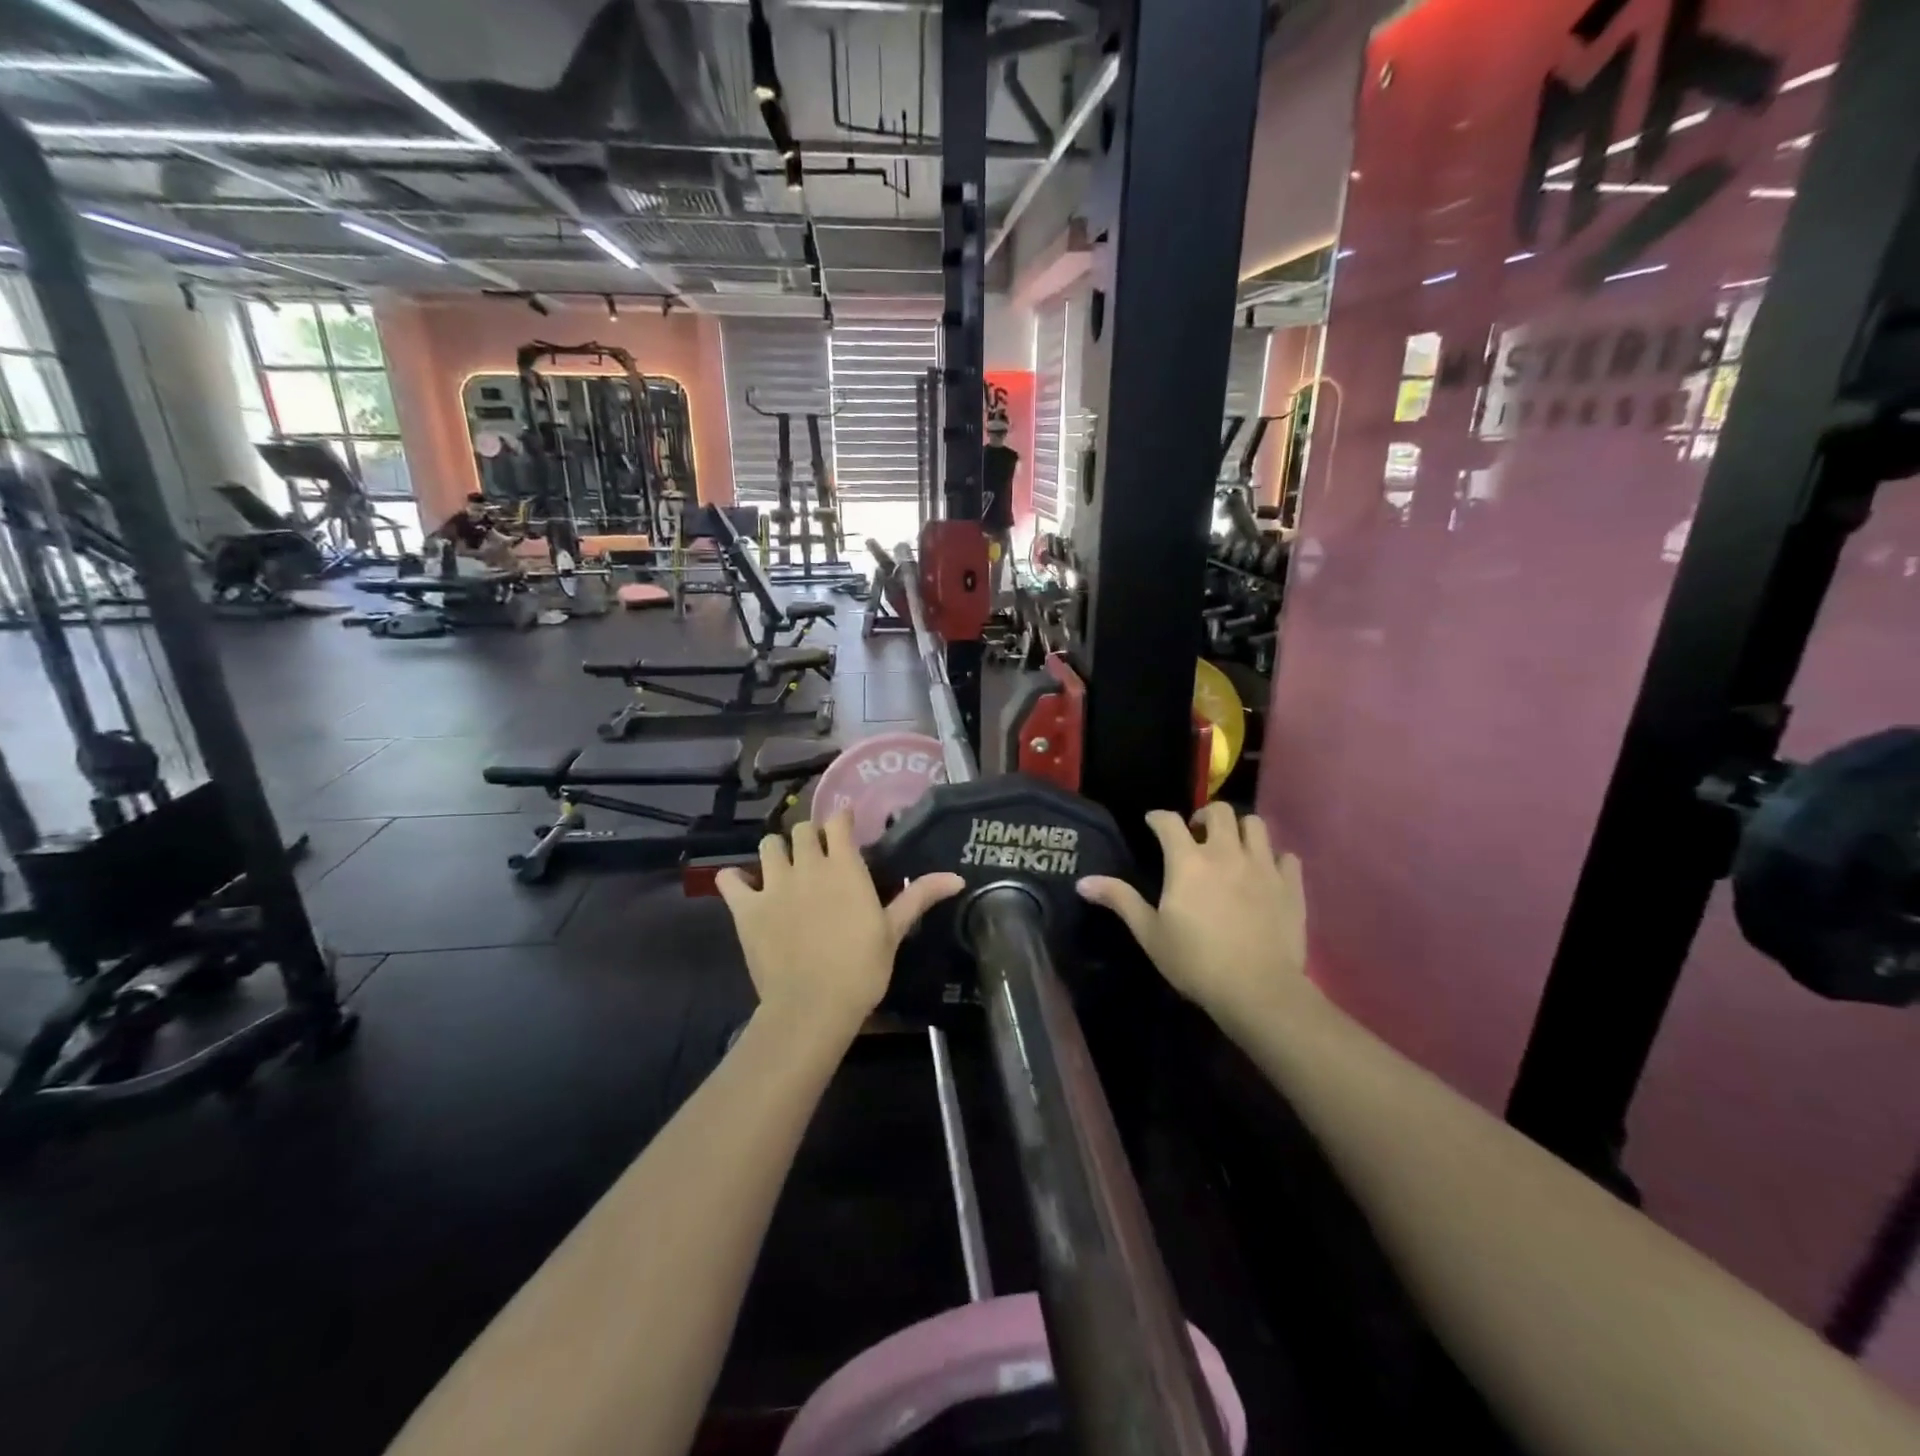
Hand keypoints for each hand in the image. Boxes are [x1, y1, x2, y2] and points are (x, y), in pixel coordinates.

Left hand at [717, 812, 963, 1033]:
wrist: (812, 1006)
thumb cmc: (860, 968)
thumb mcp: (893, 931)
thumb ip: (919, 896)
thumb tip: (957, 877)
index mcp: (844, 867)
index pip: (838, 822)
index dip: (841, 818)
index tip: (845, 824)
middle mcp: (808, 865)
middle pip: (802, 830)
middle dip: (810, 835)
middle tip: (818, 853)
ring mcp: (773, 885)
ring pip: (768, 845)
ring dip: (776, 850)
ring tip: (784, 866)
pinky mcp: (746, 908)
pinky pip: (730, 880)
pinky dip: (735, 879)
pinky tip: (744, 887)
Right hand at [1078, 803, 1308, 1025]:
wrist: (1258, 990)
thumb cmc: (1195, 961)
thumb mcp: (1149, 933)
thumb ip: (1120, 900)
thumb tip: (1082, 882)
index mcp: (1187, 861)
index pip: (1168, 821)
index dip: (1158, 817)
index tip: (1152, 823)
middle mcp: (1226, 852)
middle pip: (1220, 811)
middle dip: (1204, 815)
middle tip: (1196, 833)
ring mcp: (1263, 866)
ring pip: (1256, 825)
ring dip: (1241, 829)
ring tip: (1232, 846)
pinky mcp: (1291, 885)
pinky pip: (1287, 856)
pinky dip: (1274, 858)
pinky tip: (1266, 872)